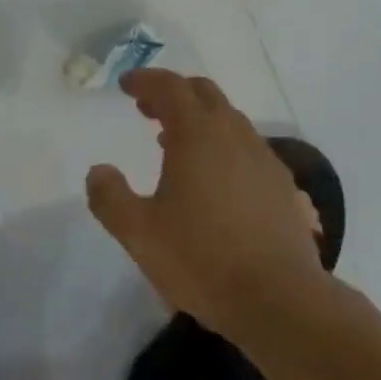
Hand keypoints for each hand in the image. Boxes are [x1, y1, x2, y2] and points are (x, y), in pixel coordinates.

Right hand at [86, 70, 328, 343]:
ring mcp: (262, 156)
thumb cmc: (202, 259)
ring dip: (199, 119)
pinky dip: (223, 145)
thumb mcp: (140, 234)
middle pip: (202, 93)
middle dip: (173, 93)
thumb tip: (98, 171)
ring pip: (228, 119)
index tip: (126, 85)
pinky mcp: (282, 183)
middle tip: (147, 109)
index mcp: (196, 132)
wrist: (280, 299)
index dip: (145, 80)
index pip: (169, 87)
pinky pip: (247, 146)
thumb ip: (111, 198)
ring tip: (175, 143)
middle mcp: (233, 132)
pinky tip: (215, 178)